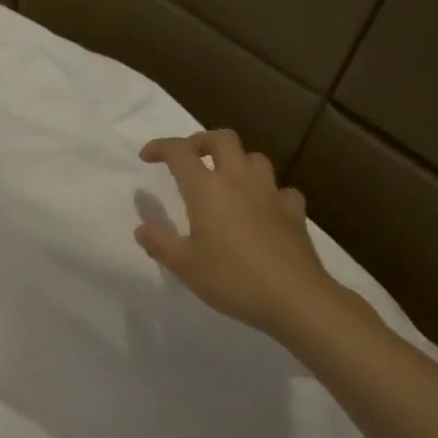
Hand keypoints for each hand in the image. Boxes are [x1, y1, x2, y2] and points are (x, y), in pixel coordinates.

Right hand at [136, 131, 341, 340]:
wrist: (295, 298)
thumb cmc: (231, 278)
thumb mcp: (183, 265)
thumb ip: (159, 242)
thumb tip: (142, 228)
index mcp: (206, 188)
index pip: (179, 151)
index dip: (160, 147)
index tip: (147, 157)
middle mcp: (238, 180)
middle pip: (222, 139)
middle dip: (201, 141)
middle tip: (188, 158)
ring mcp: (271, 193)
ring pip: (254, 157)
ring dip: (235, 161)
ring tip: (224, 180)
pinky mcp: (294, 211)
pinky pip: (280, 189)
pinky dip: (267, 192)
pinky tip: (262, 208)